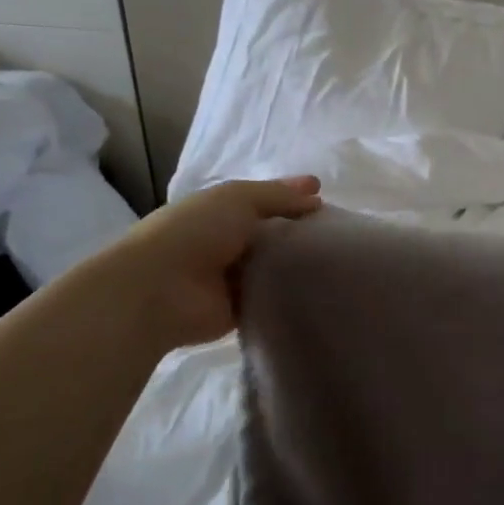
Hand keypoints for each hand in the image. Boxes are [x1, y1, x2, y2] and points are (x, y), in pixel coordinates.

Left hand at [110, 176, 321, 347]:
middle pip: (274, 236)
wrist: (159, 290)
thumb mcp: (238, 198)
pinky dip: (291, 295)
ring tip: (341, 264)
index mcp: (223, 211)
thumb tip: (317, 195)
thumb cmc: (195, 232)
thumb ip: (279, 196)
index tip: (328, 203)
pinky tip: (322, 291)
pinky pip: (273, 299)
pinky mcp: (240, 310)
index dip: (294, 201)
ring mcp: (234, 278)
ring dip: (299, 266)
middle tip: (343, 237)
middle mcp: (229, 242)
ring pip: (276, 267)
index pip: (267, 203)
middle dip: (301, 234)